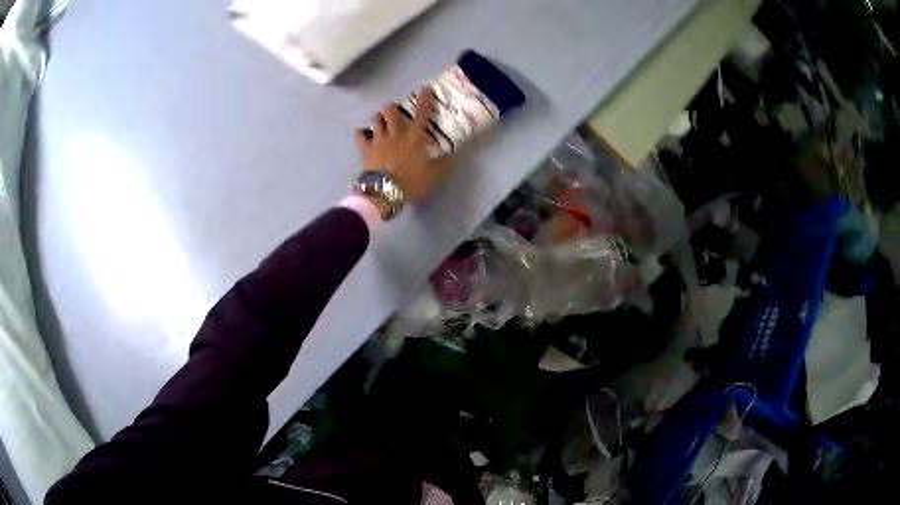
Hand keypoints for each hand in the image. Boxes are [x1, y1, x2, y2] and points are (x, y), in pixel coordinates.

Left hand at [356, 90, 451, 205]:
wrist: (384, 192)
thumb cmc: (410, 182)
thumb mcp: (433, 175)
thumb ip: (442, 163)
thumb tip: (451, 155)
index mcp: (413, 137)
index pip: (421, 114)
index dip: (425, 100)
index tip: (425, 89)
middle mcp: (395, 133)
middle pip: (390, 110)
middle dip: (393, 107)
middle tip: (396, 112)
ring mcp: (378, 140)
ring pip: (376, 119)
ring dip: (379, 117)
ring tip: (381, 121)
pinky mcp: (365, 149)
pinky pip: (360, 135)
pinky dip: (362, 132)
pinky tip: (365, 134)